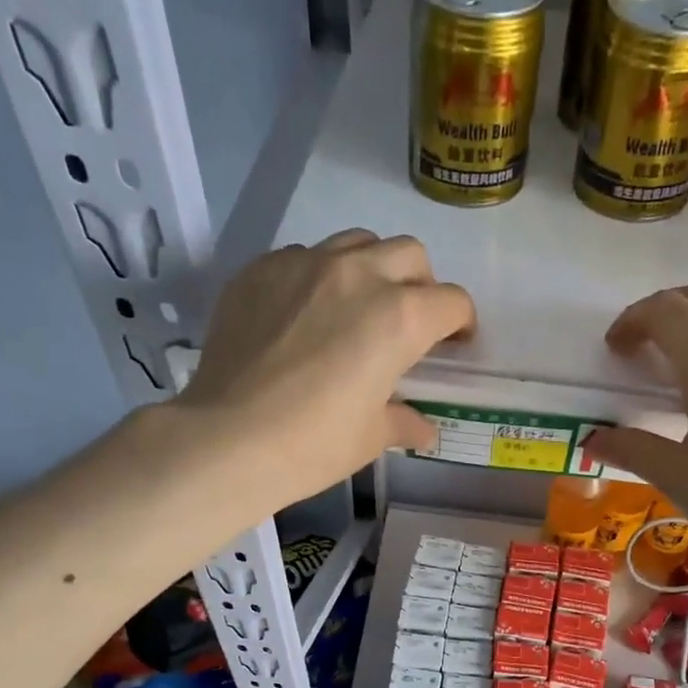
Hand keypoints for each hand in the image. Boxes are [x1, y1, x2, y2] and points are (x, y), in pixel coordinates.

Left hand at [175, 230, 474, 496]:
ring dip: (372, 268)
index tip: (453, 343)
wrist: (227, 439)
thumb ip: (403, 420)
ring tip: (357, 306)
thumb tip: (423, 428)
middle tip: (408, 321)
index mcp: (400, 318)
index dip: (461, 323)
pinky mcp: (261, 269)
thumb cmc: (313, 444)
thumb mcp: (371, 437)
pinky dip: (317, 277)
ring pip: (357, 243)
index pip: (451, 302)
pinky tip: (303, 315)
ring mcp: (305, 264)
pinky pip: (303, 256)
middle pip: (410, 255)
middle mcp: (359, 275)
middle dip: (421, 285)